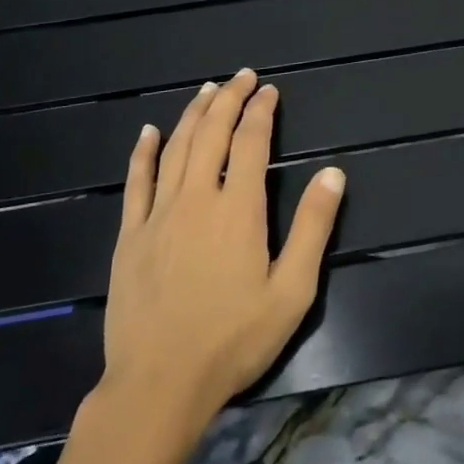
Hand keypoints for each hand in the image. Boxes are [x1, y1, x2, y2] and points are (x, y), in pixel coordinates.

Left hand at [98, 69, 345, 432]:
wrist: (158, 386)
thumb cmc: (233, 341)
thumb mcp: (291, 291)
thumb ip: (313, 228)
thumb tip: (333, 173)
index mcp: (238, 208)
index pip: (251, 142)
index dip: (261, 111)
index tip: (269, 90)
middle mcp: (197, 198)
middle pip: (212, 134)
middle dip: (229, 99)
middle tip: (242, 77)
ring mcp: (158, 214)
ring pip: (175, 148)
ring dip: (193, 114)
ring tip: (207, 90)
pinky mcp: (130, 235)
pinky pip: (135, 182)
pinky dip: (142, 152)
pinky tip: (148, 132)